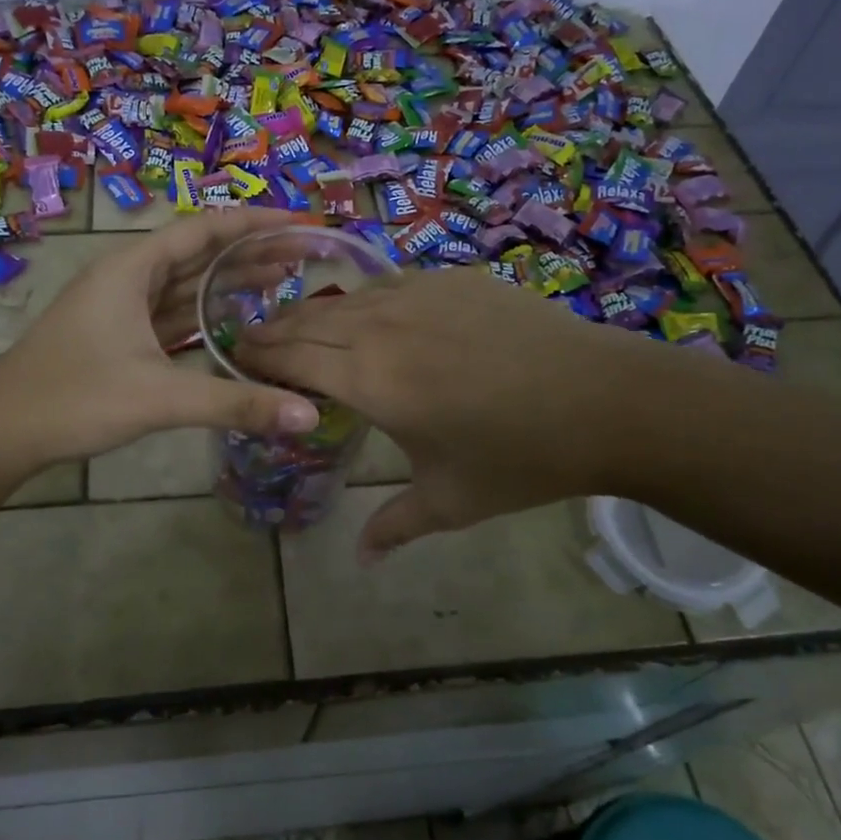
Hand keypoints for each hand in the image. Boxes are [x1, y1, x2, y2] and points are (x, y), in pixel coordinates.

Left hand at [0, 210, 320, 480]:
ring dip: (228, 282)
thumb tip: (309, 416)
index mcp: (131, 268)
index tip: (300, 224)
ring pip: (184, 285)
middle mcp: (125, 277)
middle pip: (198, 254)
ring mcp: (119, 308)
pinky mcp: (117, 337)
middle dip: (250, 252)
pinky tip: (232, 321)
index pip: (204, 230)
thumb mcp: (160, 398)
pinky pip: (171, 313)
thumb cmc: (74, 399)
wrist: (0, 433)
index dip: (254, 224)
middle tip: (305, 255)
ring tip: (282, 281)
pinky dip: (204, 314)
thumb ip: (236, 403)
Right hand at [237, 268, 670, 559]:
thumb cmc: (520, 458)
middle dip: (274, 330)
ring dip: (315, 313)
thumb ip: (393, 526)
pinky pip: (390, 286)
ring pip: (347, 298)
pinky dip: (365, 301)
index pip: (291, 359)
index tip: (235, 360)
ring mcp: (420, 295)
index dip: (258, 357)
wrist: (606, 401)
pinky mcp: (454, 280)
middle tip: (252, 342)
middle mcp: (382, 327)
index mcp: (371, 380)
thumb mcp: (449, 501)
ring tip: (301, 328)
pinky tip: (370, 316)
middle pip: (309, 320)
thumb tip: (360, 559)